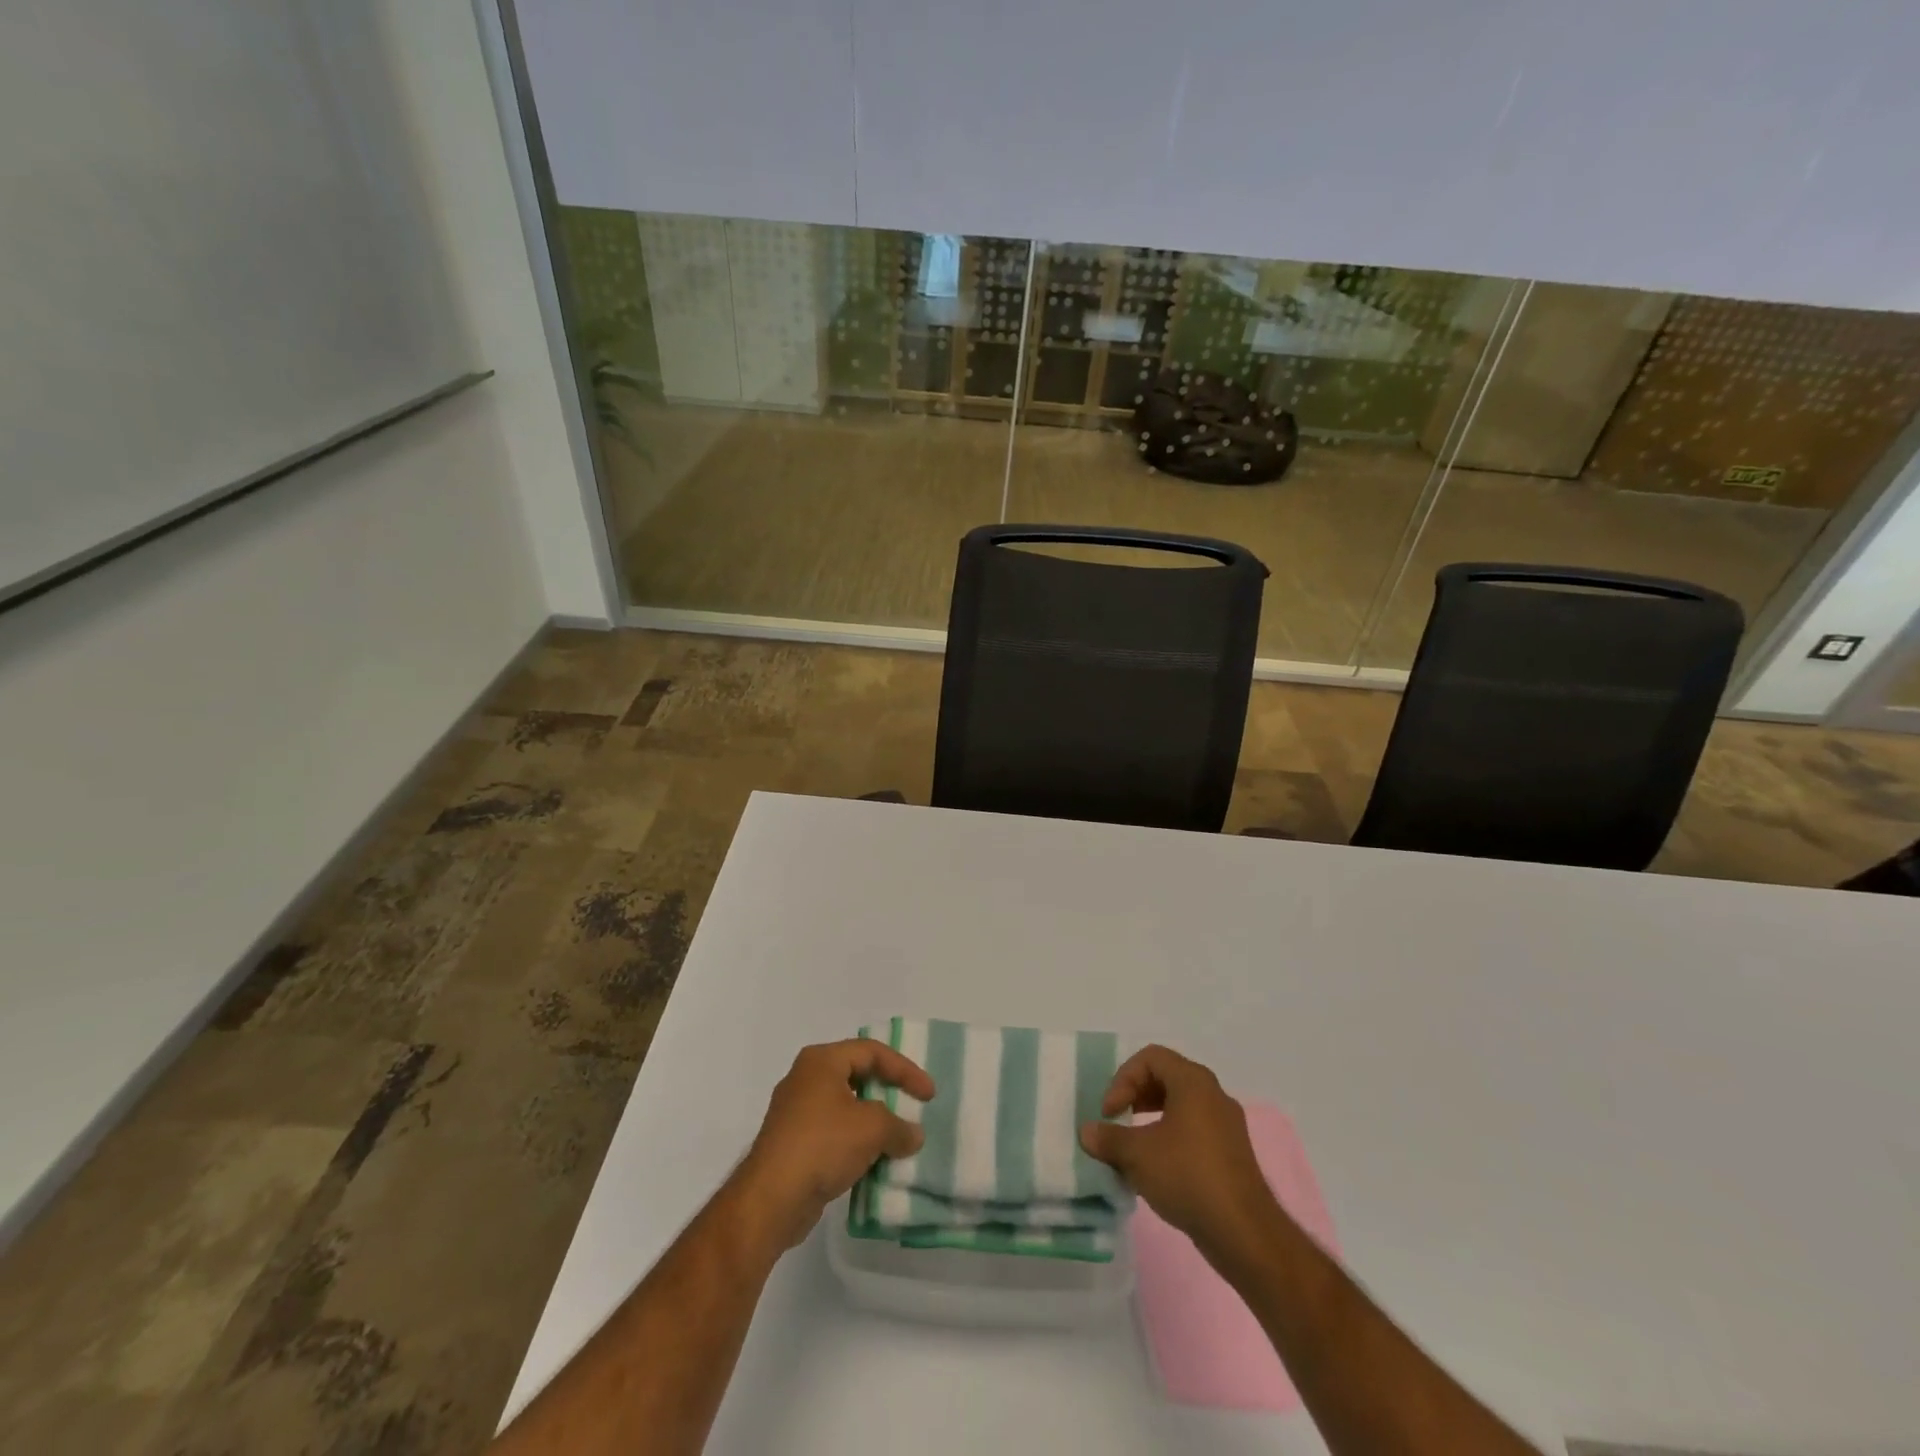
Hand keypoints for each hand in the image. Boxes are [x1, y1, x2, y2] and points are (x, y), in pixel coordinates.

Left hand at [732, 1038, 934, 1252]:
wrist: (770, 1199)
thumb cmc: (823, 1145)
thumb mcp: (872, 1128)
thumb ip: (899, 1126)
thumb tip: (913, 1135)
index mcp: (821, 1061)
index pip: (872, 1052)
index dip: (905, 1069)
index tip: (929, 1095)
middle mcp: (805, 1078)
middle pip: (857, 1075)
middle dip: (888, 1093)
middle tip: (912, 1108)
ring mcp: (795, 1112)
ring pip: (845, 1107)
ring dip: (873, 1122)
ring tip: (897, 1139)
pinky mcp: (792, 1144)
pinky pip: (833, 1134)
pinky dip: (855, 1143)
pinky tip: (872, 1162)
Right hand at [1079, 1045, 1278, 1266]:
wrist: (1244, 1233)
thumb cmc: (1188, 1176)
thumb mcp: (1137, 1154)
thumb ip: (1108, 1138)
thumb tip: (1086, 1132)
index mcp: (1193, 1082)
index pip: (1150, 1058)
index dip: (1123, 1079)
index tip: (1109, 1112)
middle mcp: (1213, 1095)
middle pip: (1166, 1078)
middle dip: (1135, 1095)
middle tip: (1117, 1120)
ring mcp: (1226, 1125)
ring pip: (1180, 1106)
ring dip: (1150, 1118)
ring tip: (1132, 1146)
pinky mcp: (1232, 1154)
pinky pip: (1194, 1130)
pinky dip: (1169, 1138)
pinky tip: (1156, 1169)